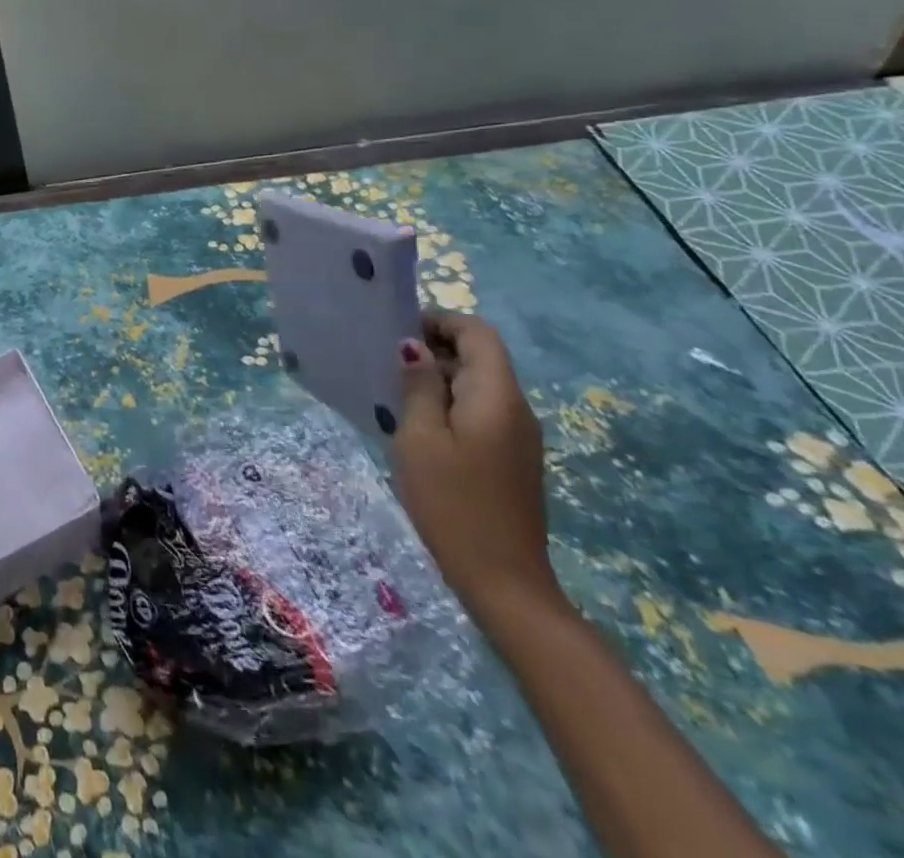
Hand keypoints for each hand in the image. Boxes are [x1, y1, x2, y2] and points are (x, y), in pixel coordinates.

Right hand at [393, 312, 558, 618]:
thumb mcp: (421, 438)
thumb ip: (419, 387)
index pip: (477, 333)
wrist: (503, 582)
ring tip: (393, 391)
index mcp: (497, 396)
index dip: (440, 321)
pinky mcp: (511, 458)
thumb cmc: (453, 503)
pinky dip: (449, 404)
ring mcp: (518, 436)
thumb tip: (414, 348)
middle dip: (435, 348)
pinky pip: (480, 411)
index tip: (397, 331)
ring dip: (439, 378)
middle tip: (385, 361)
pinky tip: (417, 425)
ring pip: (478, 384)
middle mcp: (516, 408)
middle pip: (480, 356)